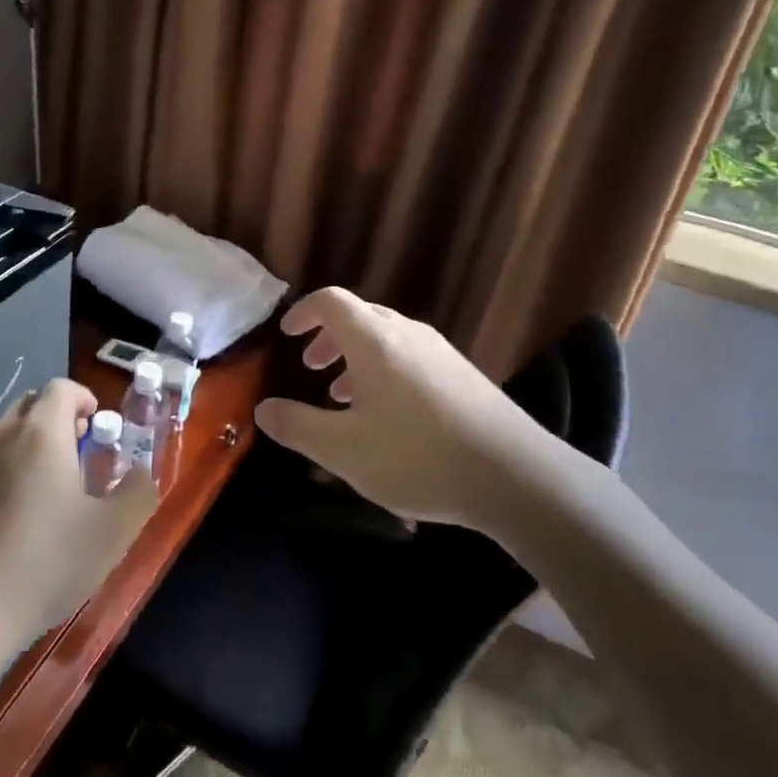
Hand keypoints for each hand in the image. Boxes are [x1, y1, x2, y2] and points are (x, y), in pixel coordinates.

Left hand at [0, 378, 157, 722]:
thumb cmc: (44, 564)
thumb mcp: (113, 533)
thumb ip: (138, 492)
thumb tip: (141, 472)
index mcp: (41, 432)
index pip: (62, 388)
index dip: (82, 399)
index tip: (94, 428)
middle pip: (28, 407)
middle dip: (52, 421)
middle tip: (70, 459)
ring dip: (19, 448)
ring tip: (32, 492)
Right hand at [253, 288, 548, 532]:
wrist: (514, 475)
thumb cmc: (417, 456)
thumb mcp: (344, 449)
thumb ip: (298, 426)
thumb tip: (263, 409)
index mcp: (374, 340)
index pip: (331, 301)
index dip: (303, 312)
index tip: (287, 335)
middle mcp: (407, 334)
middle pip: (360, 316)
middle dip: (329, 337)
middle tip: (311, 367)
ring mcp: (440, 352)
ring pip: (387, 338)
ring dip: (357, 357)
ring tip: (343, 397)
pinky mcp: (463, 374)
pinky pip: (411, 357)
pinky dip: (385, 370)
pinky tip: (389, 416)